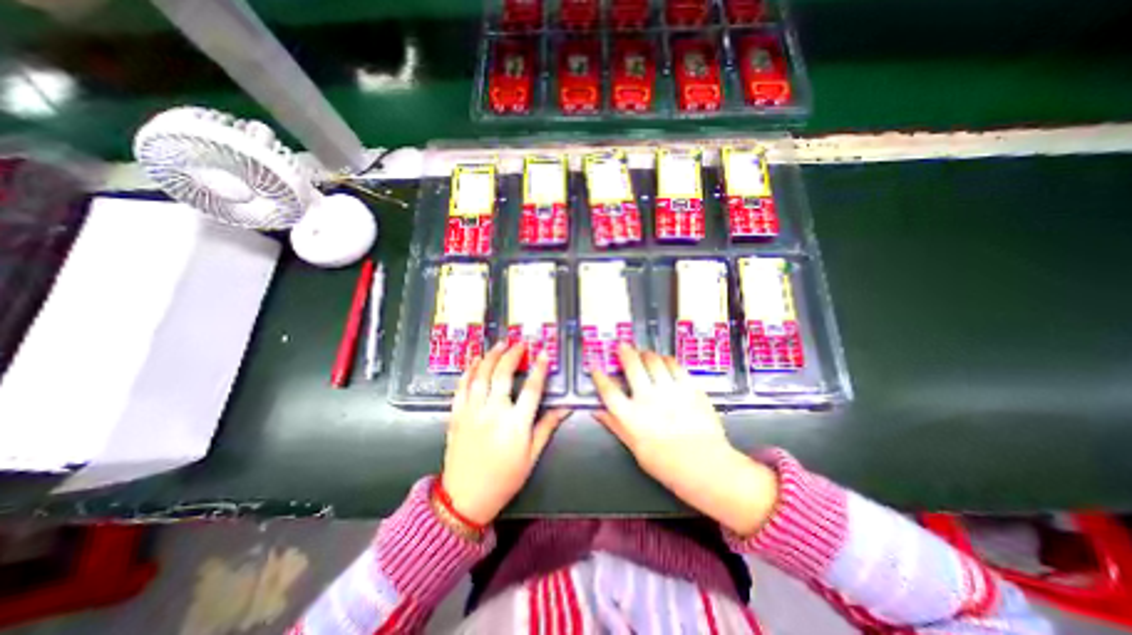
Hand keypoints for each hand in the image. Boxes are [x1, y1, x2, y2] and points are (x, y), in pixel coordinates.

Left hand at [440, 341, 569, 524]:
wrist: (465, 498)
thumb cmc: (504, 478)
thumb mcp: (531, 456)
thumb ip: (546, 427)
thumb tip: (564, 408)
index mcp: (516, 424)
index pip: (532, 389)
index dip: (539, 369)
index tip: (543, 353)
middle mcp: (493, 413)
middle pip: (503, 375)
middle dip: (512, 355)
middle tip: (520, 344)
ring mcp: (472, 412)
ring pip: (480, 376)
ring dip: (491, 357)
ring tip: (499, 344)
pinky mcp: (456, 415)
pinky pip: (461, 387)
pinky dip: (468, 371)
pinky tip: (475, 361)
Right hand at [594, 344, 778, 537]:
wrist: (705, 465)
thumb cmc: (666, 463)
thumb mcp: (634, 447)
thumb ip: (615, 425)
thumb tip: (597, 411)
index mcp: (630, 416)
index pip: (609, 391)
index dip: (599, 377)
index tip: (595, 367)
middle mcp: (647, 398)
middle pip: (632, 366)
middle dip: (625, 352)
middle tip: (623, 346)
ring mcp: (669, 390)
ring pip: (654, 361)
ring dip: (647, 354)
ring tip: (644, 352)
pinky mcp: (689, 388)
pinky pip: (675, 366)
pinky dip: (667, 360)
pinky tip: (665, 360)